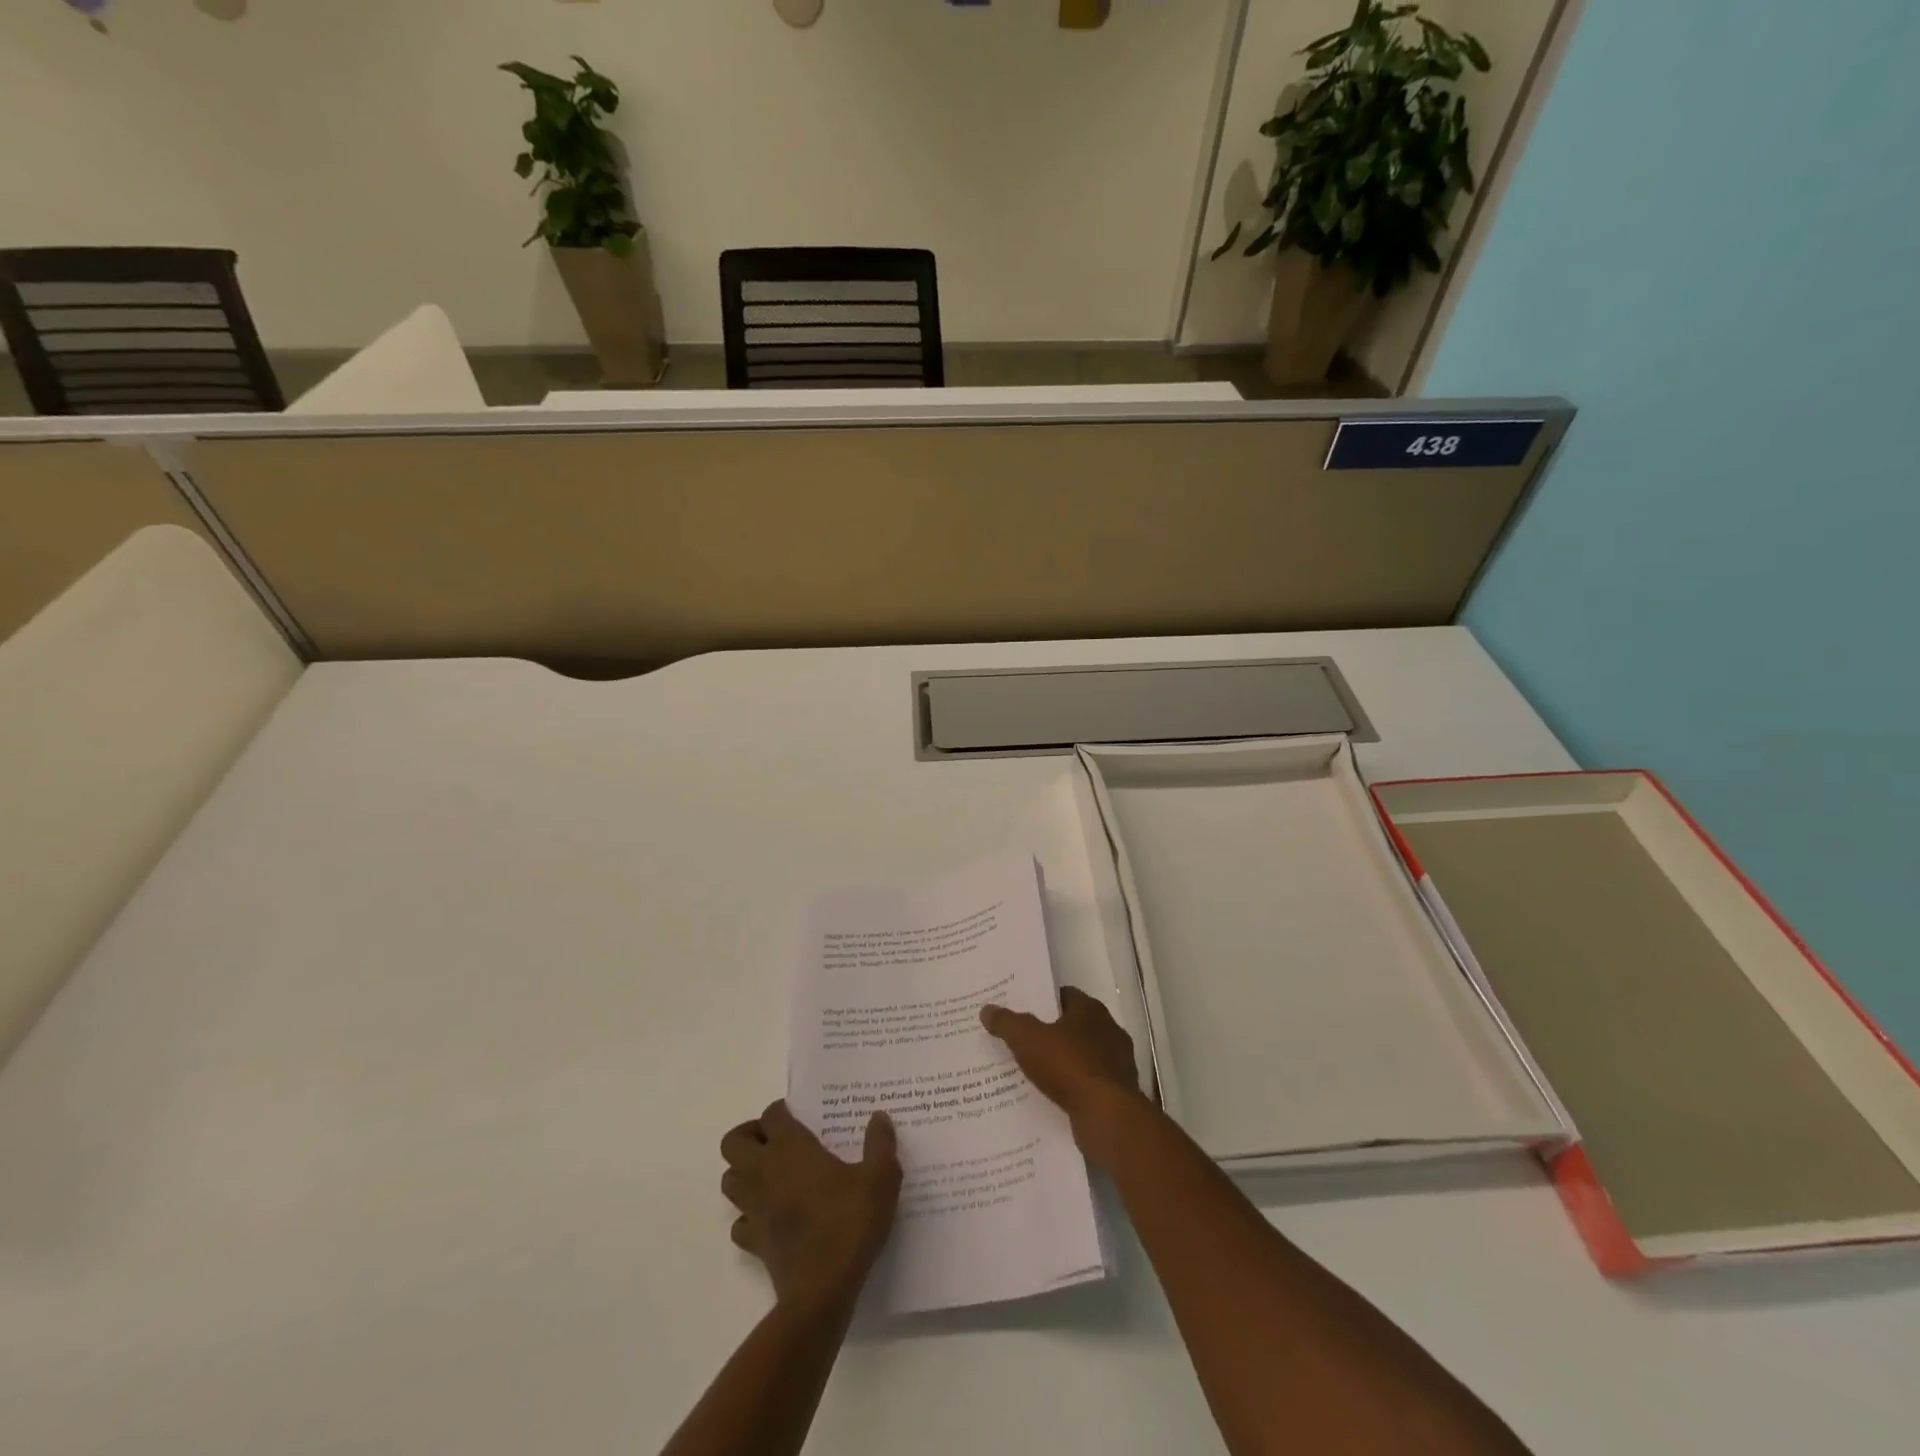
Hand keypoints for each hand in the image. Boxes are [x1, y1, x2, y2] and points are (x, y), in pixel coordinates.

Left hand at [720, 1101, 901, 1310]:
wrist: (823, 1291)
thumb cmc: (849, 1224)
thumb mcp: (880, 1178)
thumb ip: (880, 1144)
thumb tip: (879, 1118)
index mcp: (791, 1149)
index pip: (771, 1114)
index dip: (782, 1110)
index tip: (800, 1116)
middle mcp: (765, 1172)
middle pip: (733, 1142)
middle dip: (749, 1136)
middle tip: (777, 1141)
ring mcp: (755, 1210)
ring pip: (729, 1181)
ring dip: (743, 1173)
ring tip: (772, 1175)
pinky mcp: (754, 1244)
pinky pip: (739, 1223)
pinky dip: (749, 1216)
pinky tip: (771, 1217)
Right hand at [980, 987, 1146, 1165]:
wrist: (1107, 1116)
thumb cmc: (1069, 1066)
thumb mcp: (1028, 1039)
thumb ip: (1007, 1023)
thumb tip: (987, 1009)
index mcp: (1091, 1010)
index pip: (1066, 996)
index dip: (1043, 1001)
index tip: (1022, 1008)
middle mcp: (1109, 1031)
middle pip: (1074, 1025)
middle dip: (1051, 1032)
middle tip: (1022, 1039)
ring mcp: (1117, 1063)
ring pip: (1083, 1056)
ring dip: (1063, 1062)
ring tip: (1033, 1070)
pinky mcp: (1118, 1093)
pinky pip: (1088, 1083)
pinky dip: (1073, 1087)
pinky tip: (1053, 1096)